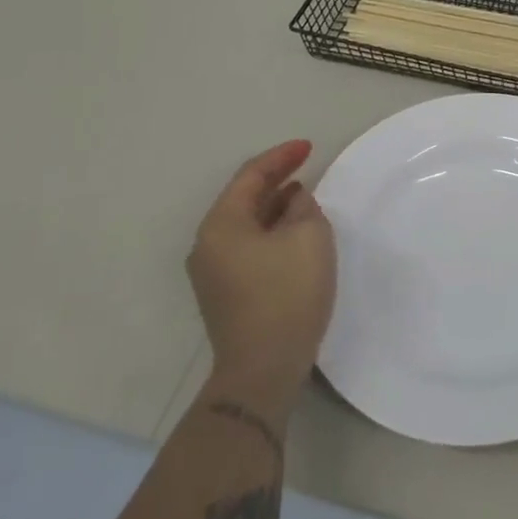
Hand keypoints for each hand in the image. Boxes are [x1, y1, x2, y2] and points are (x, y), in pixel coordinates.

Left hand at [187, 139, 335, 420]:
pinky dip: (271, 230)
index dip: (281, 156)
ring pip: (247, 224)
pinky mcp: (226, 294)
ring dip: (275, 206)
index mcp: (221, 225)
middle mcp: (208, 244)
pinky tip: (293, 232)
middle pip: (243, 198)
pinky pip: (249, 246)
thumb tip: (294, 202)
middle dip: (276, 179)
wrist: (262, 371)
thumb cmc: (286, 294)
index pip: (251, 176)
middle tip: (307, 164)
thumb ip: (304, 207)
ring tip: (304, 195)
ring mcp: (214, 272)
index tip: (309, 147)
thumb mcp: (309, 237)